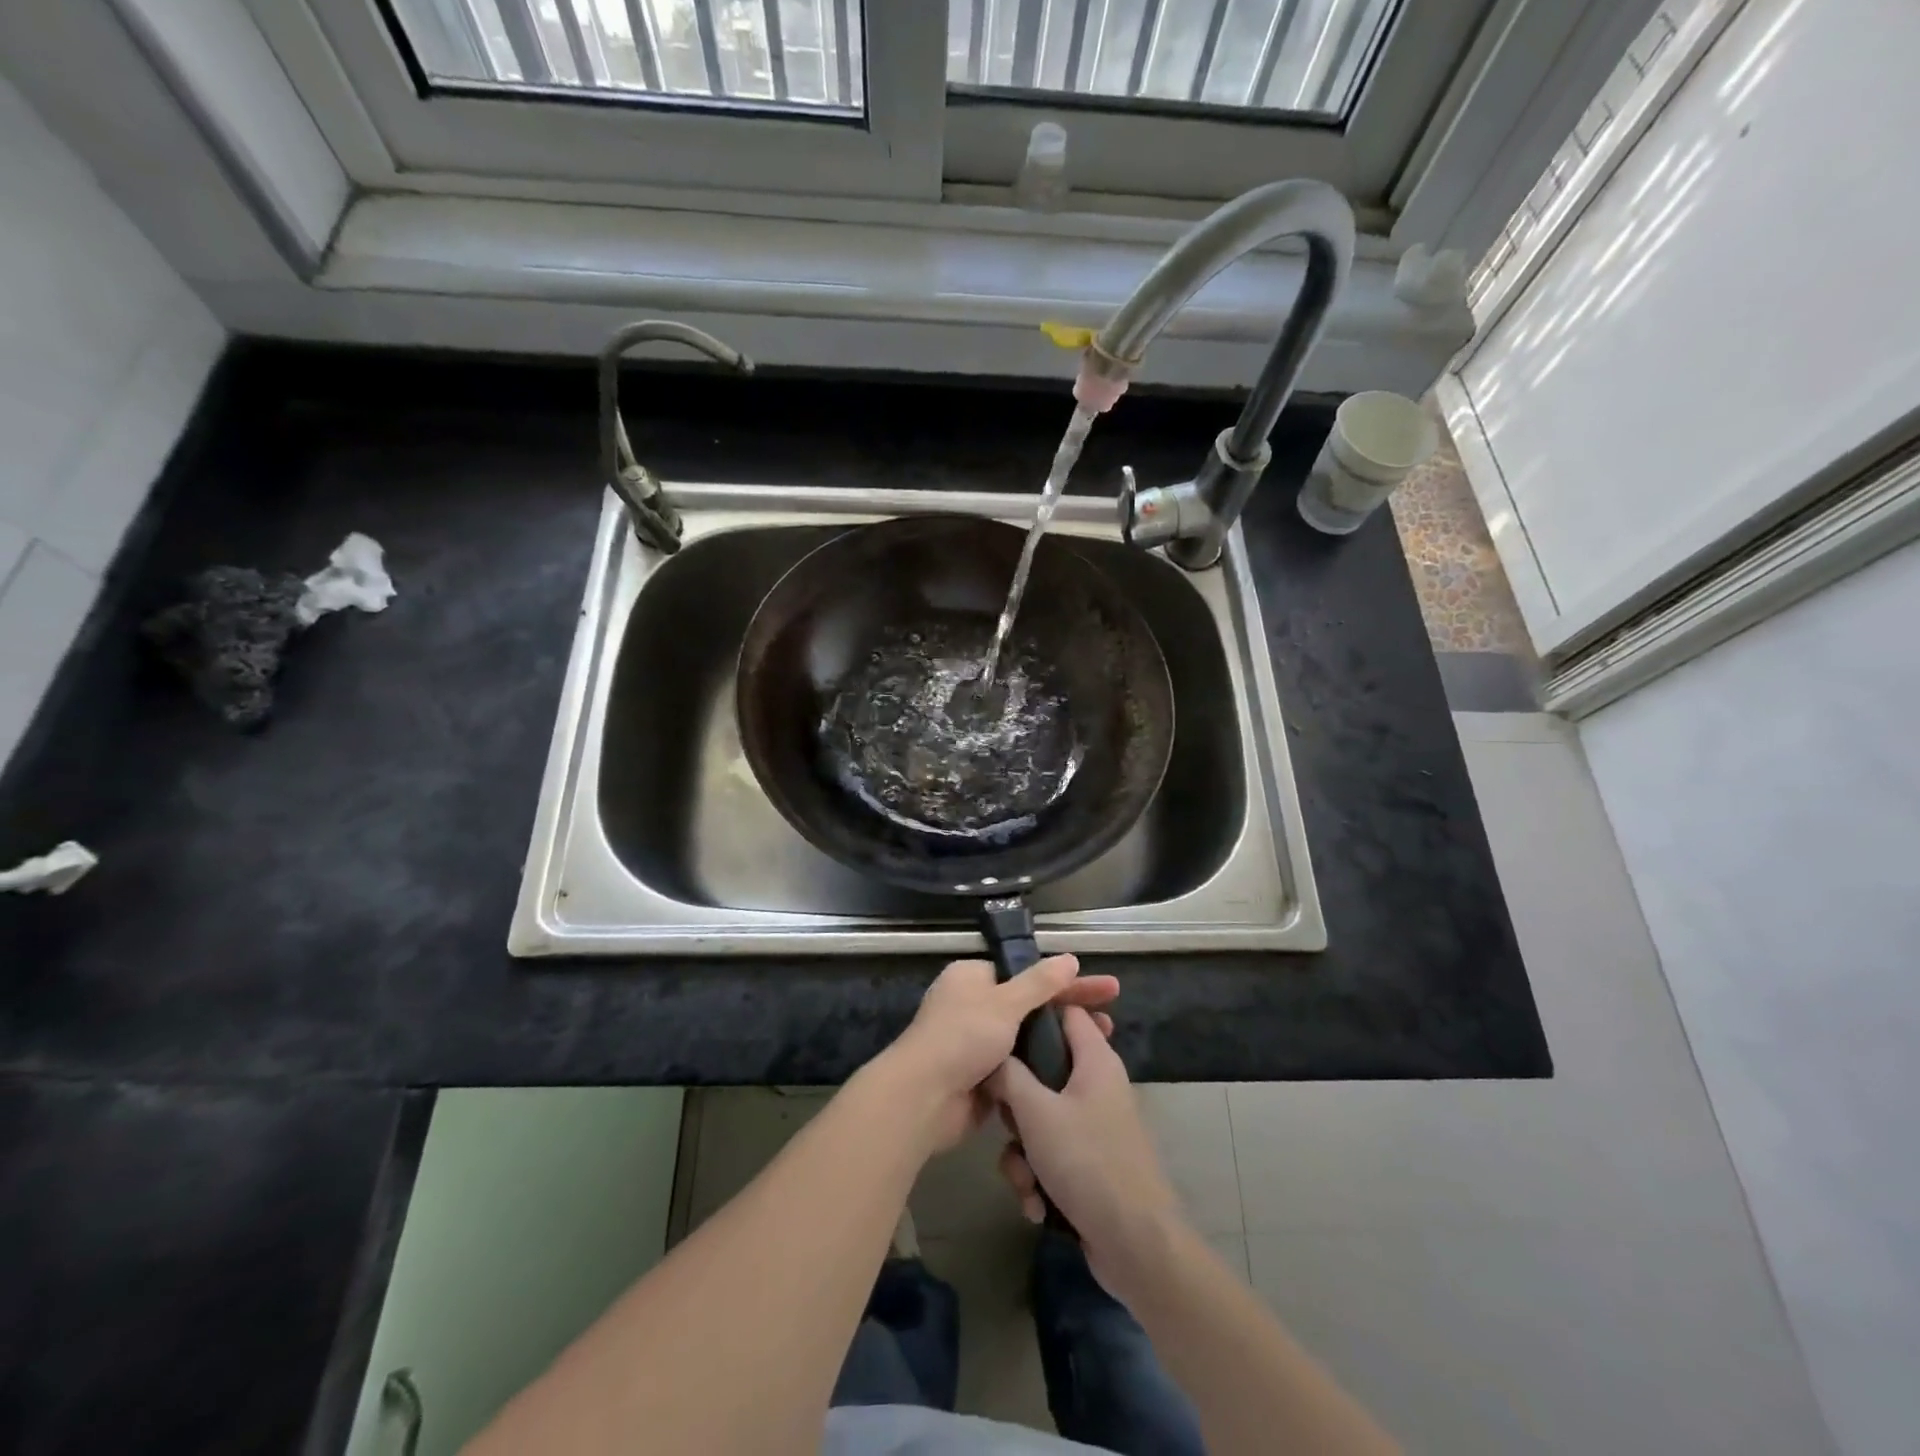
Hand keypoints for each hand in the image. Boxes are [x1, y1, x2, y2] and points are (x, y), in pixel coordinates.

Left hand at [883, 955, 1117, 1154]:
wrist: (923, 1099)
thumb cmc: (962, 1037)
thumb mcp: (1004, 1003)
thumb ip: (1039, 982)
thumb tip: (1070, 958)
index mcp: (972, 978)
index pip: (1026, 974)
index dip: (1066, 981)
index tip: (1104, 988)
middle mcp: (974, 1006)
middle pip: (1031, 1005)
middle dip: (1070, 1011)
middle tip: (1111, 1019)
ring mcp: (978, 1043)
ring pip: (1028, 1038)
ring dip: (1061, 1041)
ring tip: (1103, 1046)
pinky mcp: (983, 1077)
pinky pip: (1021, 1067)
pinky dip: (1044, 1068)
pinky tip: (1076, 1073)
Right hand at [989, 1006, 1184, 1291]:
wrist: (1136, 1245)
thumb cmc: (1087, 1161)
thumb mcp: (1036, 1112)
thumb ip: (1008, 1076)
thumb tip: (992, 1055)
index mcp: (1095, 1059)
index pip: (1066, 1011)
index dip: (1034, 1014)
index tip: (1000, 1028)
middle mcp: (1097, 1085)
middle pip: (1043, 1071)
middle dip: (1016, 1106)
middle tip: (1009, 1122)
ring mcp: (1095, 1126)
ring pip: (1041, 1120)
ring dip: (1023, 1154)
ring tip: (1026, 1181)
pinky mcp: (1090, 1163)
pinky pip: (1051, 1155)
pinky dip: (1039, 1178)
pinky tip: (1037, 1205)